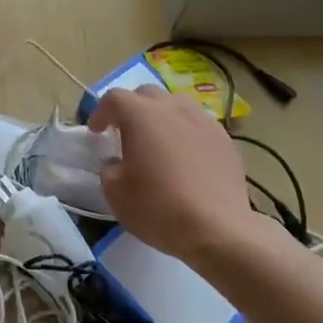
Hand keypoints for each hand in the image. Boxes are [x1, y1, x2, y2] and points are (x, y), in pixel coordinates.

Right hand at [88, 86, 252, 262]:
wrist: (216, 228)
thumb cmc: (158, 208)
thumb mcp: (115, 193)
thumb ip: (109, 169)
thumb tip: (117, 162)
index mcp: (141, 115)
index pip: (114, 98)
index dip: (101, 113)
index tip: (97, 132)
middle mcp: (173, 108)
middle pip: (147, 94)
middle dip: (132, 108)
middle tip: (125, 133)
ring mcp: (203, 121)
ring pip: (176, 105)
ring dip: (161, 117)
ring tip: (158, 141)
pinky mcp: (225, 139)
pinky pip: (198, 125)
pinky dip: (185, 133)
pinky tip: (186, 158)